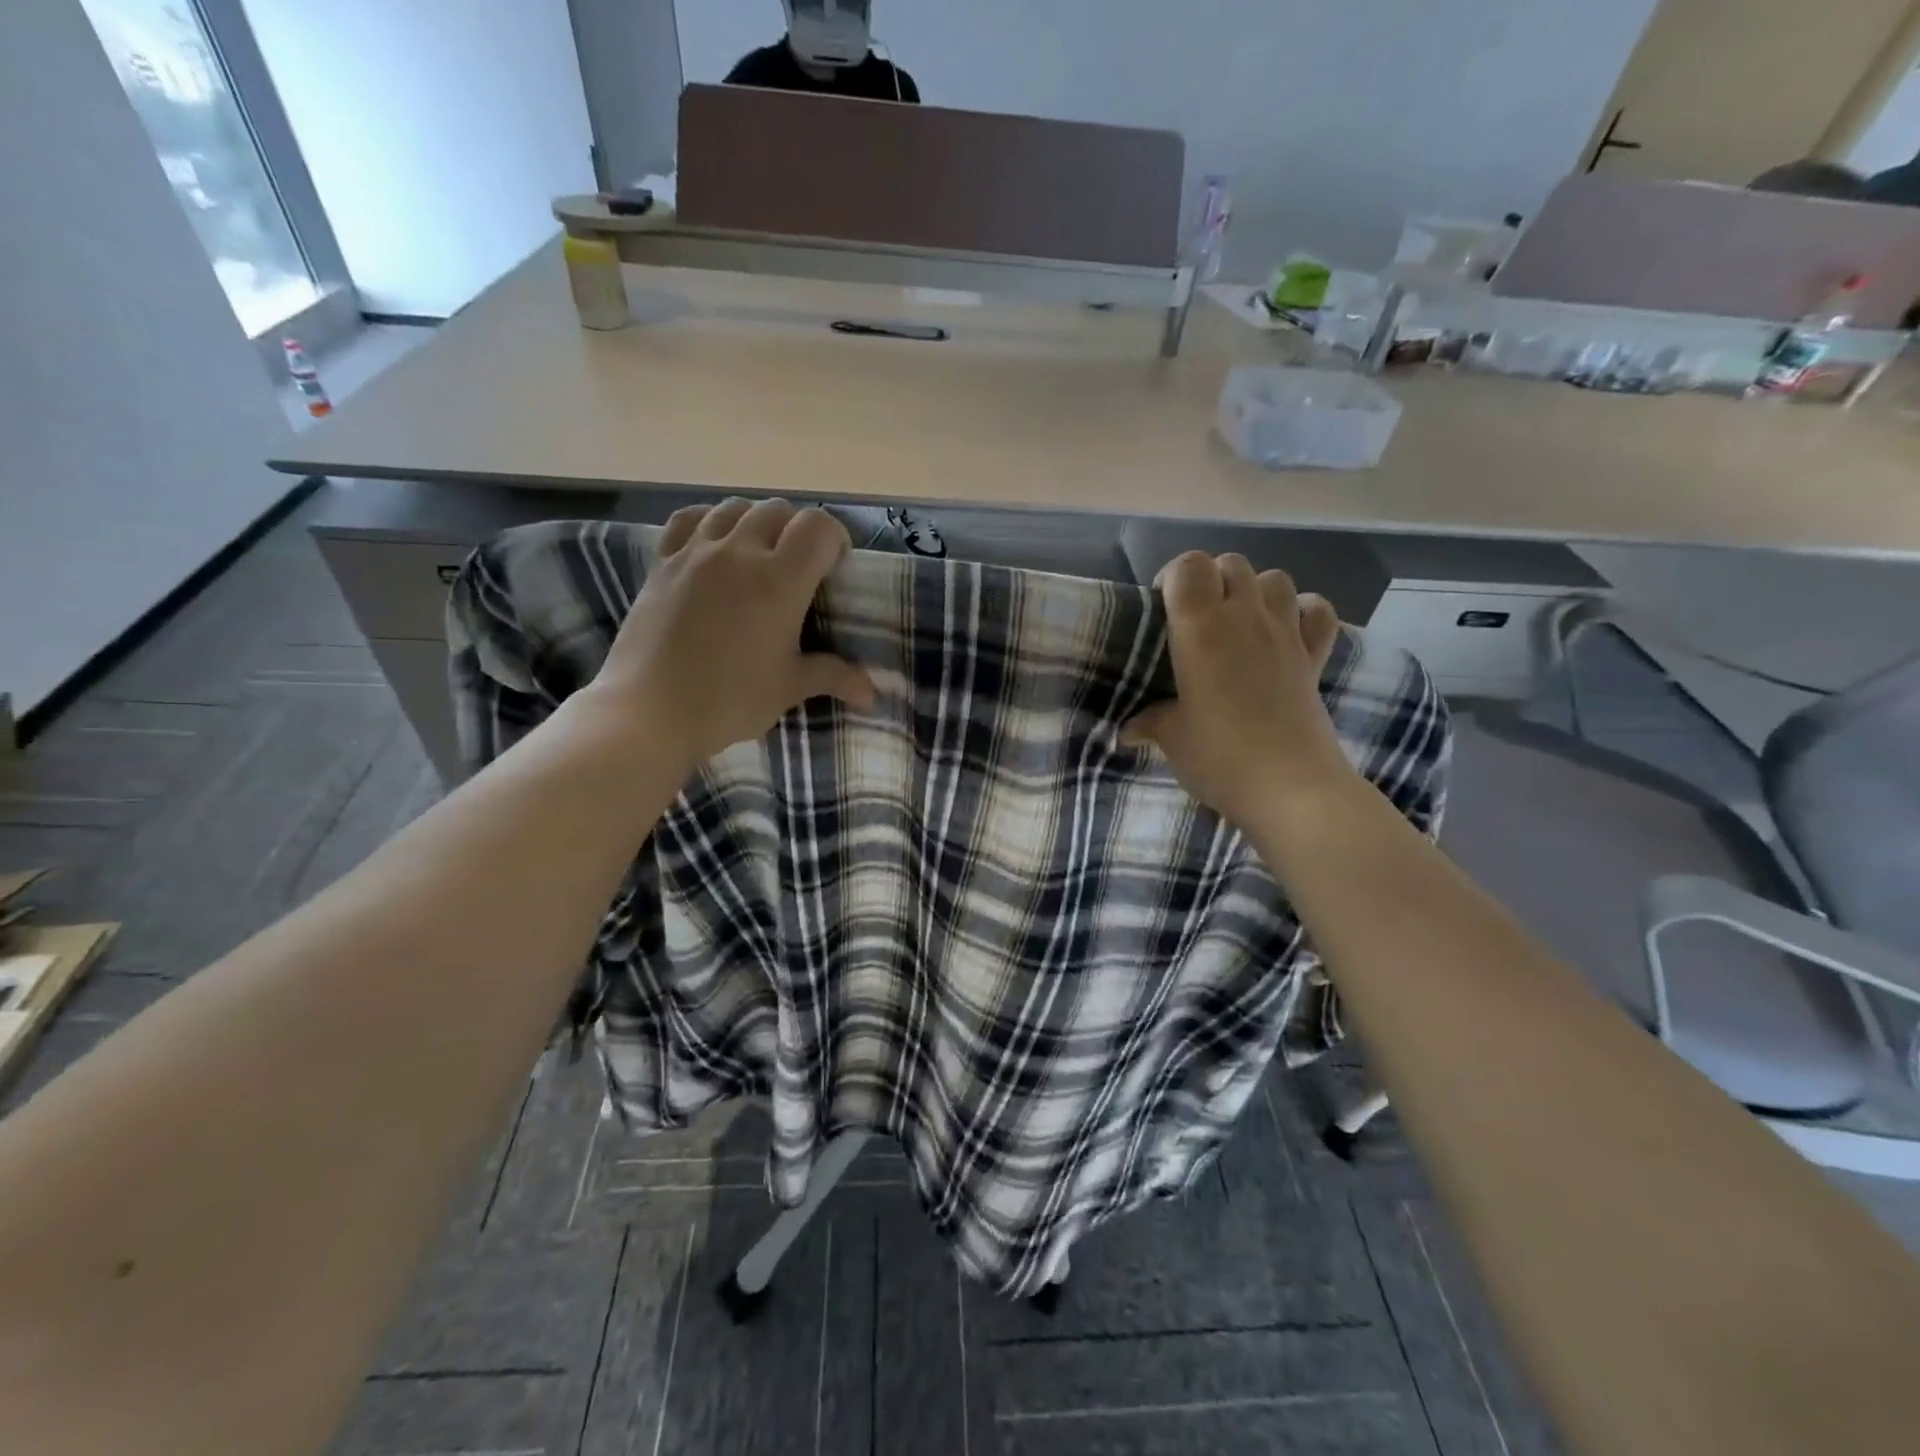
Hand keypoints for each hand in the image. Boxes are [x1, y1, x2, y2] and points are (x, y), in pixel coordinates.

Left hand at [585, 499, 875, 771]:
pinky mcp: (663, 562)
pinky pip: (690, 519)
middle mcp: (739, 553)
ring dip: (757, 522)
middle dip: (798, 531)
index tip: (836, 566)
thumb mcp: (788, 688)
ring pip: (735, 508)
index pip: (817, 527)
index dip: (835, 538)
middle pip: (779, 511)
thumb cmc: (728, 701)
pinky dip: (711, 521)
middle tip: (801, 566)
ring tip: (759, 553)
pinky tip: (715, 544)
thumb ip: (834, 677)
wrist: (649, 712)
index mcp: (778, 581)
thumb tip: (874, 693)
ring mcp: (695, 552)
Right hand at [1122, 552, 1354, 830]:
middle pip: (1231, 564)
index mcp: (1201, 627)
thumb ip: (1150, 722)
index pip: (1189, 566)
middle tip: (1194, 620)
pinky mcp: (1315, 656)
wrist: (1291, 788)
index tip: (1161, 607)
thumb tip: (1129, 730)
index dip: (1172, 576)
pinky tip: (1286, 632)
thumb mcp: (1172, 738)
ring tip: (1237, 623)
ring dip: (1253, 590)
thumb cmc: (1220, 756)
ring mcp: (1286, 633)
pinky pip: (1316, 611)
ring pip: (1274, 578)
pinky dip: (1302, 612)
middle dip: (1210, 580)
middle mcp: (1245, 617)